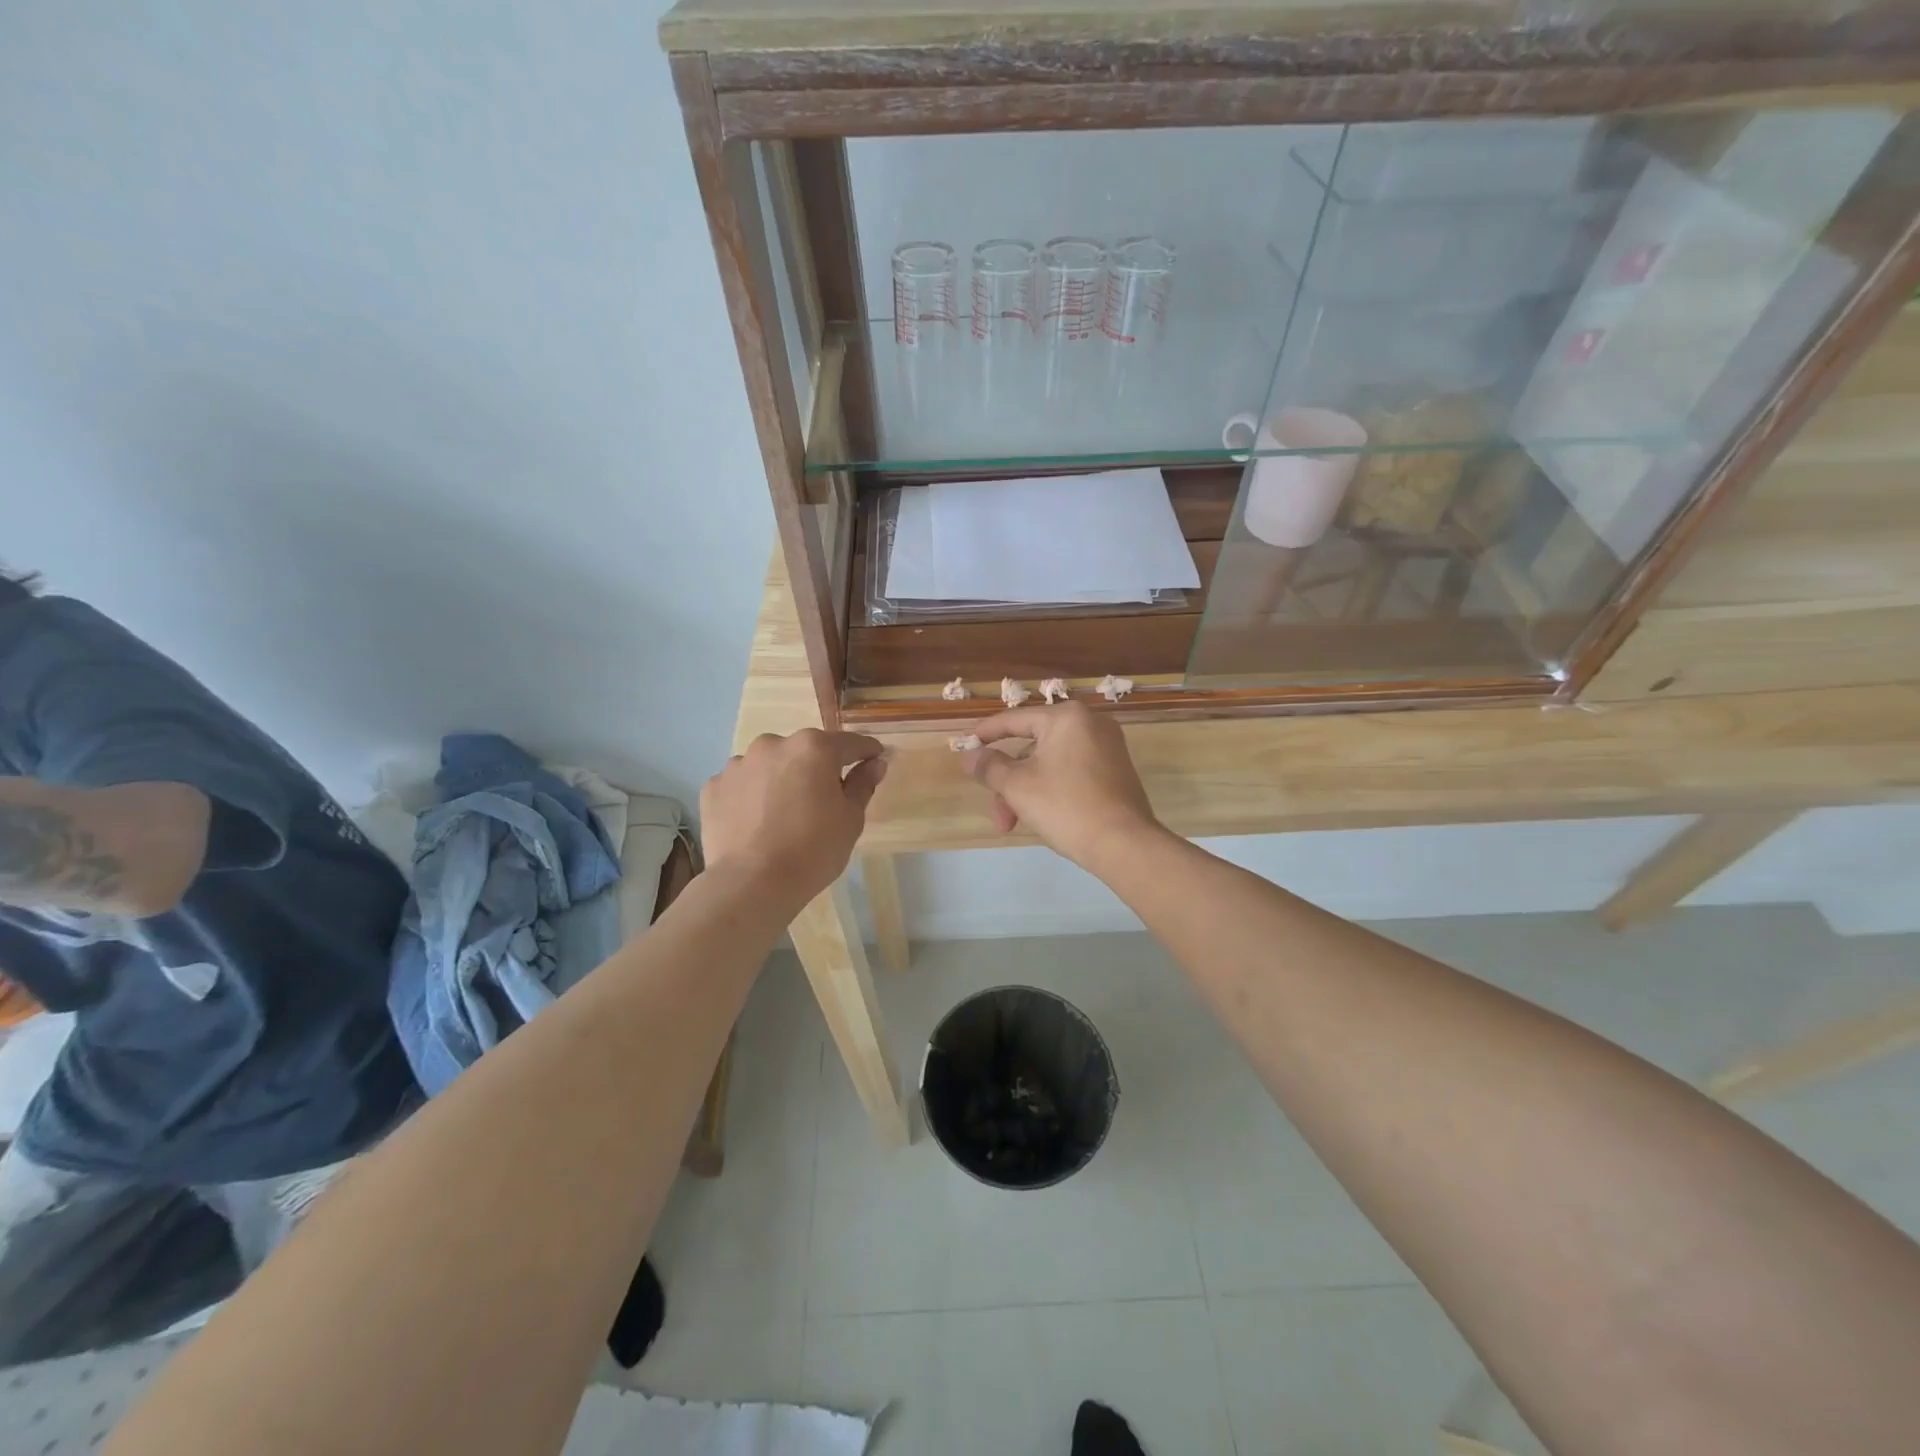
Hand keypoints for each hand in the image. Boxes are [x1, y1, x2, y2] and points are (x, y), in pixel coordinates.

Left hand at [701, 730, 887, 909]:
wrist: (752, 883)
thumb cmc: (813, 850)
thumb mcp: (851, 819)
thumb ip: (863, 784)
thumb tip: (875, 763)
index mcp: (813, 748)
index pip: (850, 743)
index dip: (866, 752)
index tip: (875, 760)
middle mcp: (773, 744)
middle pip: (805, 751)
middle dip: (817, 768)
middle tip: (823, 800)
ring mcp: (739, 764)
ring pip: (770, 765)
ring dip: (780, 779)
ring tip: (783, 814)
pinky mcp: (714, 787)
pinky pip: (742, 785)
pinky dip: (751, 796)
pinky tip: (756, 823)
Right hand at [960, 702, 1161, 870]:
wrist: (1124, 844)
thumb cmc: (1065, 806)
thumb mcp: (1017, 786)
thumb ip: (989, 766)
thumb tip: (971, 756)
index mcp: (1066, 717)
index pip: (1014, 719)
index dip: (986, 734)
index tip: (966, 746)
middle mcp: (1091, 723)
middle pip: (1032, 746)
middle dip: (1009, 782)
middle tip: (998, 813)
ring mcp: (1108, 747)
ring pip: (1051, 763)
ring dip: (1027, 791)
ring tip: (1015, 824)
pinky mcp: (1116, 771)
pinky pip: (1072, 772)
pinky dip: (1052, 789)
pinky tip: (1042, 816)